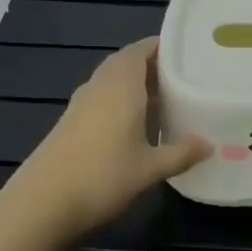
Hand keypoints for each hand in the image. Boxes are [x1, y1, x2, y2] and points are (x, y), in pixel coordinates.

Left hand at [2, 39, 209, 241]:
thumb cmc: (102, 177)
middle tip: (183, 79)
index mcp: (121, 84)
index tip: (188, 52)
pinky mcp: (70, 123)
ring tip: (165, 100)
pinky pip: (101, 99)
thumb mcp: (150, 168)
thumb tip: (209, 144)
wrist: (42, 203)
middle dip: (153, 67)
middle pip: (127, 63)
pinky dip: (120, 102)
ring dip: (135, 85)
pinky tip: (136, 126)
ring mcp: (80, 104)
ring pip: (112, 81)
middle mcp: (100, 85)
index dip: (163, 47)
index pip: (141, 49)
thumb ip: (181, 153)